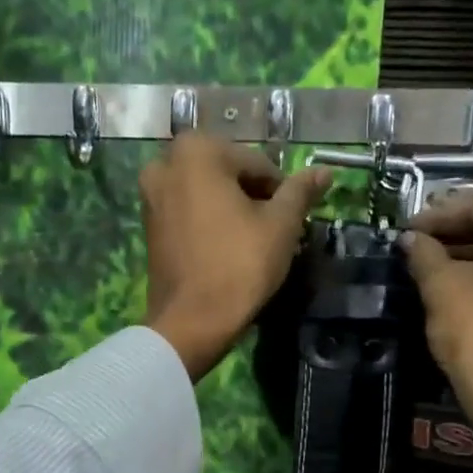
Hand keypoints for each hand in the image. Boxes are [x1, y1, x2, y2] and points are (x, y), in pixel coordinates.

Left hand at [139, 134, 331, 381]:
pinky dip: (209, 223)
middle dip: (253, 199)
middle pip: (229, 176)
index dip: (281, 193)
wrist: (192, 321)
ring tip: (253, 244)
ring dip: (232, 211)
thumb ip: (300, 192)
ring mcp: (151, 195)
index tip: (291, 222)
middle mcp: (165, 163)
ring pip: (207, 194)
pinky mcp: (148, 225)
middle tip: (274, 233)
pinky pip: (188, 213)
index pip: (257, 165)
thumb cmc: (240, 265)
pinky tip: (227, 250)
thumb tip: (324, 171)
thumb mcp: (281, 225)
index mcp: (197, 151)